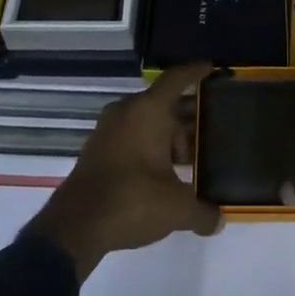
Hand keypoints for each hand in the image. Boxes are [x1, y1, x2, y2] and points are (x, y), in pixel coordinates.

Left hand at [24, 63, 221, 279]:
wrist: (75, 226)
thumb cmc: (132, 201)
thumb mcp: (176, 209)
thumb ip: (202, 212)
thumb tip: (219, 220)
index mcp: (149, 110)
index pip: (177, 79)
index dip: (196, 72)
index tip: (212, 69)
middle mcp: (128, 110)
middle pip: (164, 103)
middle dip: (188, 117)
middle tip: (211, 132)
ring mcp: (109, 129)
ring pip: (147, 121)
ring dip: (168, 136)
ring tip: (191, 159)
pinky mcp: (98, 148)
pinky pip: (132, 135)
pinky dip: (149, 146)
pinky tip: (163, 173)